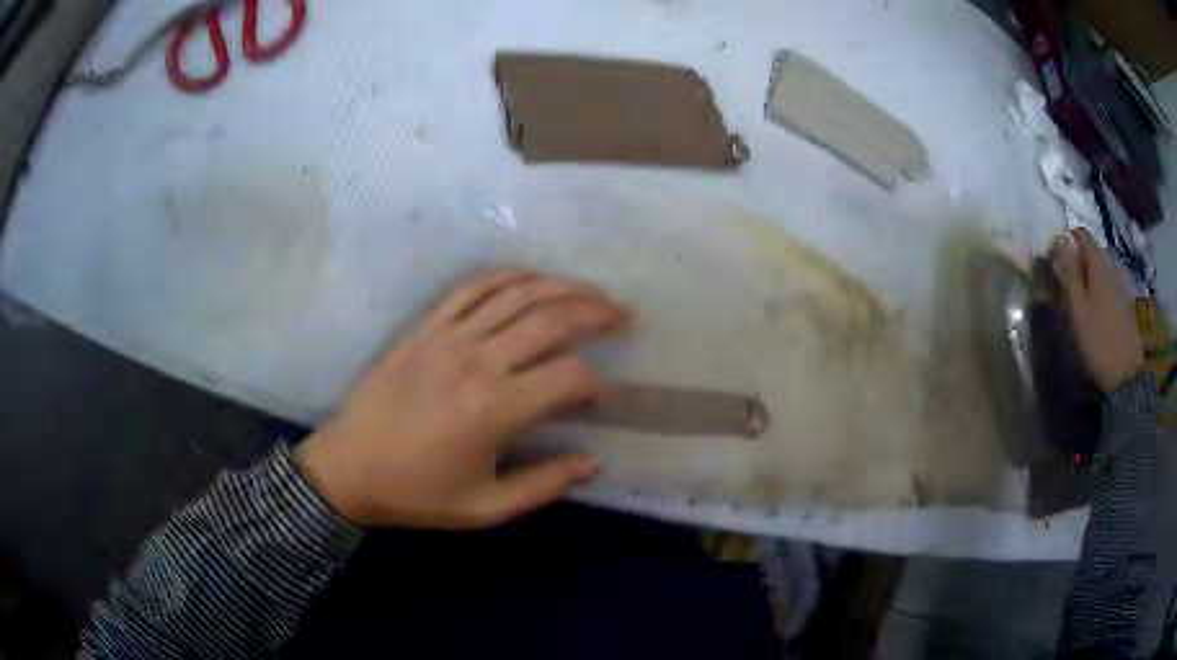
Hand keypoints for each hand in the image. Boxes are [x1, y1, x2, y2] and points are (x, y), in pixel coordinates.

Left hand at [294, 269, 628, 528]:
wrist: (348, 468)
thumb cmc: (417, 494)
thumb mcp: (485, 508)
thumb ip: (545, 485)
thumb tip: (594, 463)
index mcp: (495, 409)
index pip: (569, 376)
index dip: (597, 384)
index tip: (601, 397)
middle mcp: (478, 361)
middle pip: (552, 319)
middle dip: (596, 312)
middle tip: (623, 315)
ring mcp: (449, 336)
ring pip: (517, 293)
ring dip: (561, 286)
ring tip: (591, 292)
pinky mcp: (426, 326)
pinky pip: (473, 288)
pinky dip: (508, 276)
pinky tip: (531, 279)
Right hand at [1049, 228, 1144, 393]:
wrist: (1125, 374)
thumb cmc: (1097, 339)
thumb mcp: (1077, 307)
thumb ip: (1068, 271)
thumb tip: (1057, 238)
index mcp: (1098, 261)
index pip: (1080, 234)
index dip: (1066, 242)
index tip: (1055, 262)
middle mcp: (1111, 264)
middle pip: (1091, 251)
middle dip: (1077, 261)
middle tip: (1066, 285)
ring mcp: (1120, 283)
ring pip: (1100, 269)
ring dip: (1088, 277)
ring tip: (1080, 301)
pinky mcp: (1125, 302)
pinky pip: (1108, 285)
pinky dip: (1098, 290)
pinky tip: (1095, 312)